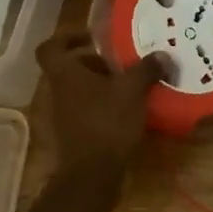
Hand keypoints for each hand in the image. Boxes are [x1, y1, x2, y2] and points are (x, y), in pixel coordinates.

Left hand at [37, 32, 170, 174]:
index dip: (67, 37)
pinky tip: (129, 110)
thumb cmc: (107, 123)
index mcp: (66, 74)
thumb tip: (161, 55)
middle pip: (70, 68)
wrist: (92, 174)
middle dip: (95, 62)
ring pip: (80, 89)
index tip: (91, 37)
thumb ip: (146, 69)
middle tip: (121, 63)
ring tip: (131, 85)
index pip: (51, 47)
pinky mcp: (75, 133)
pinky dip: (104, 105)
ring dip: (102, 84)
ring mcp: (65, 115)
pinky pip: (88, 109)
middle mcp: (59, 92)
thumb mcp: (132, 91)